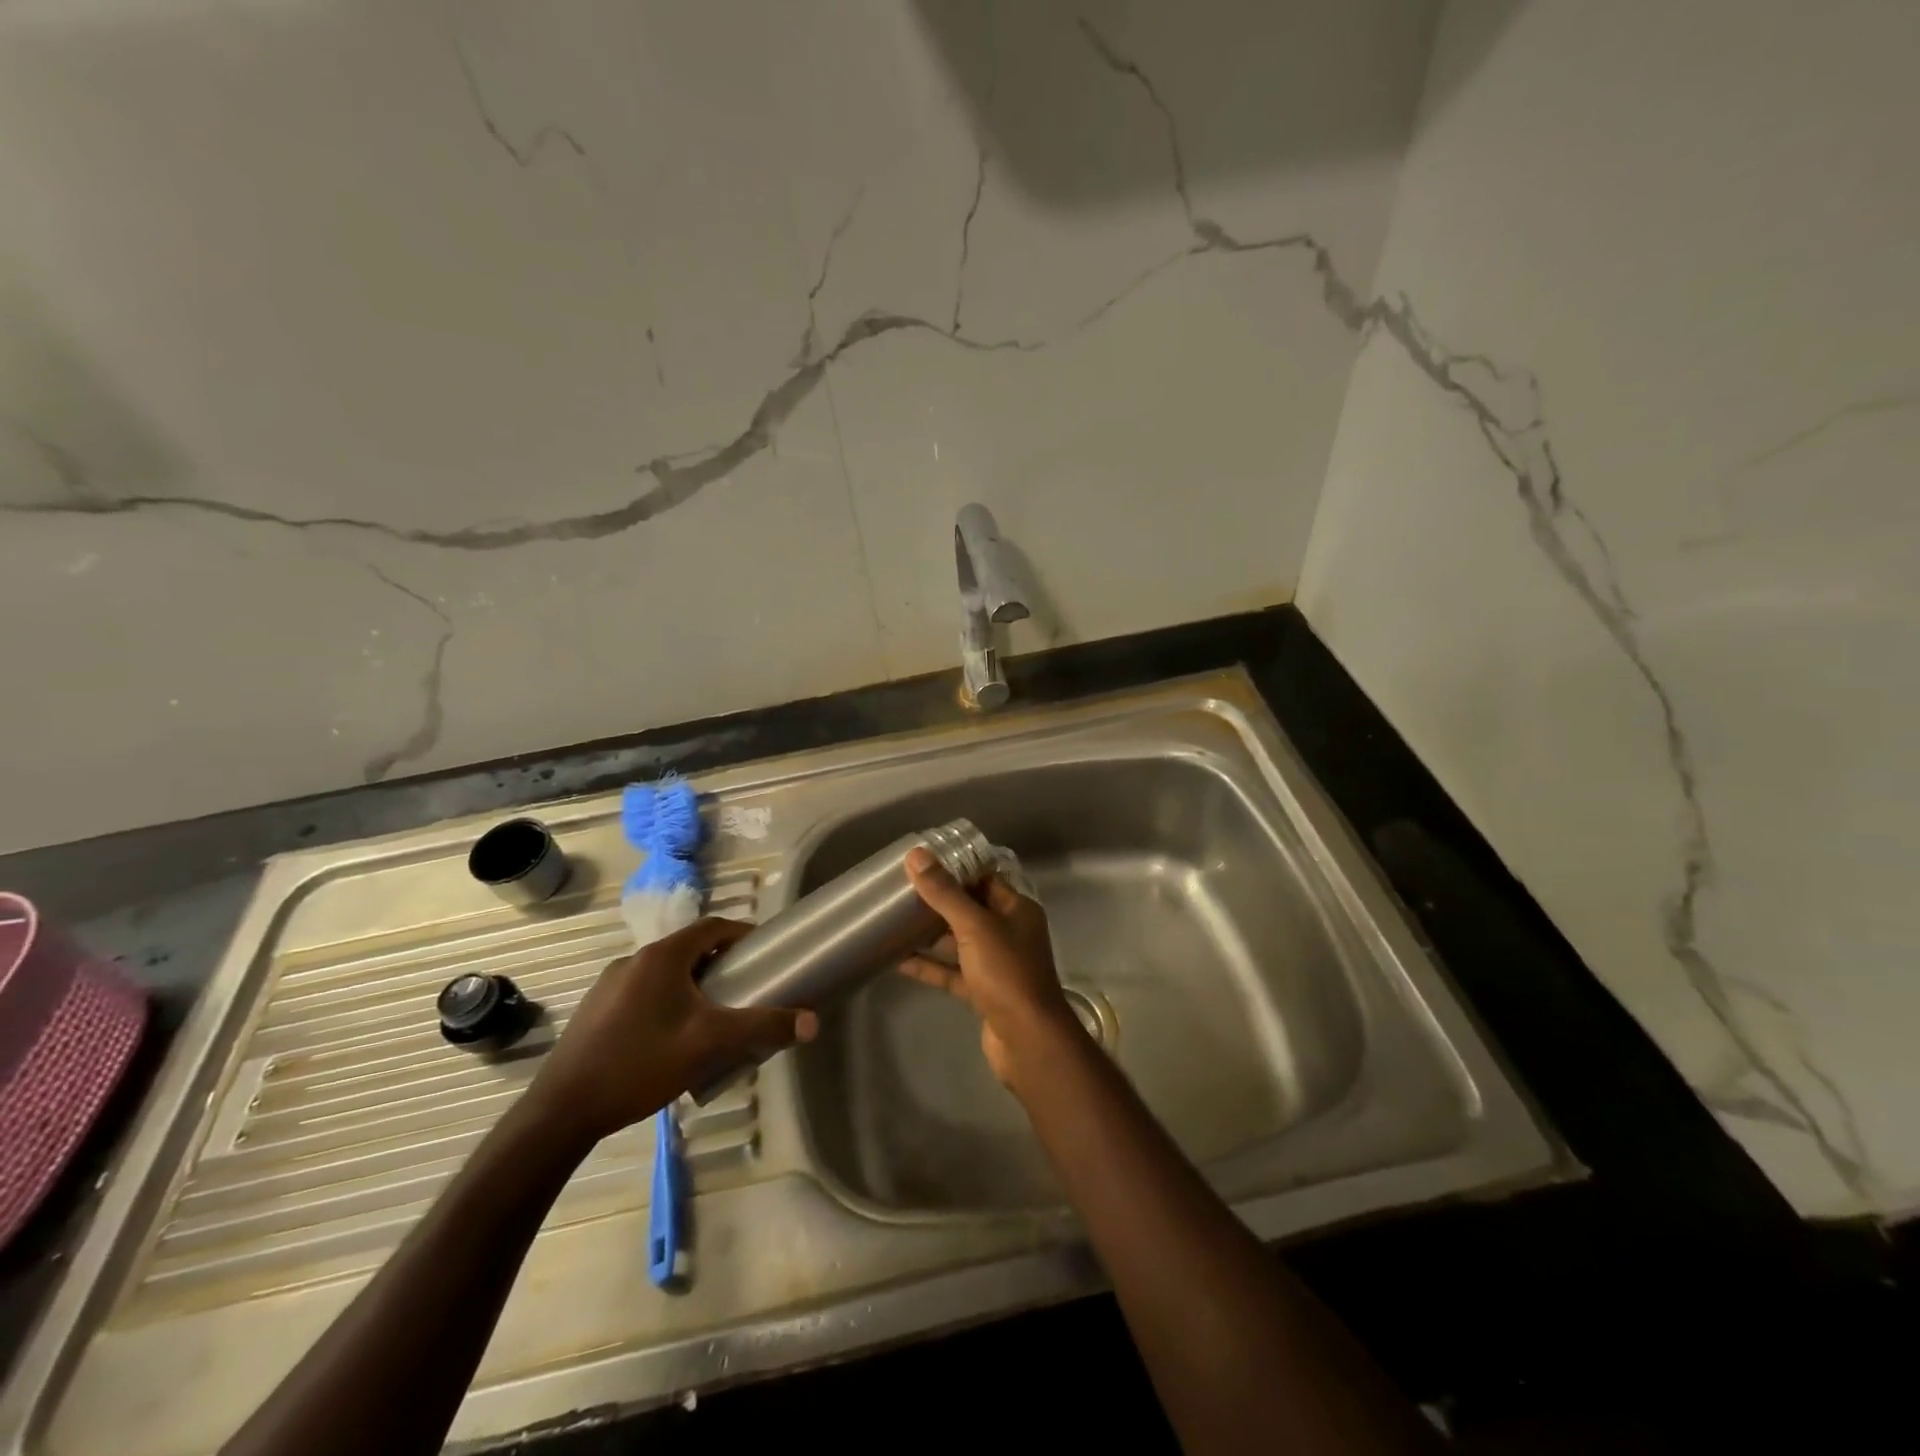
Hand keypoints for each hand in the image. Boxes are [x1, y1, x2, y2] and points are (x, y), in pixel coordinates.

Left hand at [524, 917, 817, 1147]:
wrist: (561, 1112)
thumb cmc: (640, 1064)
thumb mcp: (709, 1044)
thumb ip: (762, 1028)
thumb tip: (812, 1022)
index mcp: (661, 956)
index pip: (712, 927)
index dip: (742, 934)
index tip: (764, 952)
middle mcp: (634, 960)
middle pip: (688, 949)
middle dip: (720, 964)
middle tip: (744, 989)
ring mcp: (609, 985)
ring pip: (664, 973)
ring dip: (692, 984)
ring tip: (711, 1017)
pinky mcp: (594, 1011)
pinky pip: (642, 993)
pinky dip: (666, 1001)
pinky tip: (670, 1039)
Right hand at [900, 847, 1076, 1088]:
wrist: (1028, 1040)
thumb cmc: (1006, 973)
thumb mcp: (974, 927)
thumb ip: (944, 893)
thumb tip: (916, 855)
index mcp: (1016, 909)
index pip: (983, 879)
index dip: (954, 870)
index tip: (920, 863)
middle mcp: (1010, 932)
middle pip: (969, 909)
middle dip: (938, 902)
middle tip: (900, 891)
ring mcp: (997, 964)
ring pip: (959, 942)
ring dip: (930, 934)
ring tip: (894, 922)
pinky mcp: (984, 992)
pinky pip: (953, 972)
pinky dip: (930, 966)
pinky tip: (899, 960)